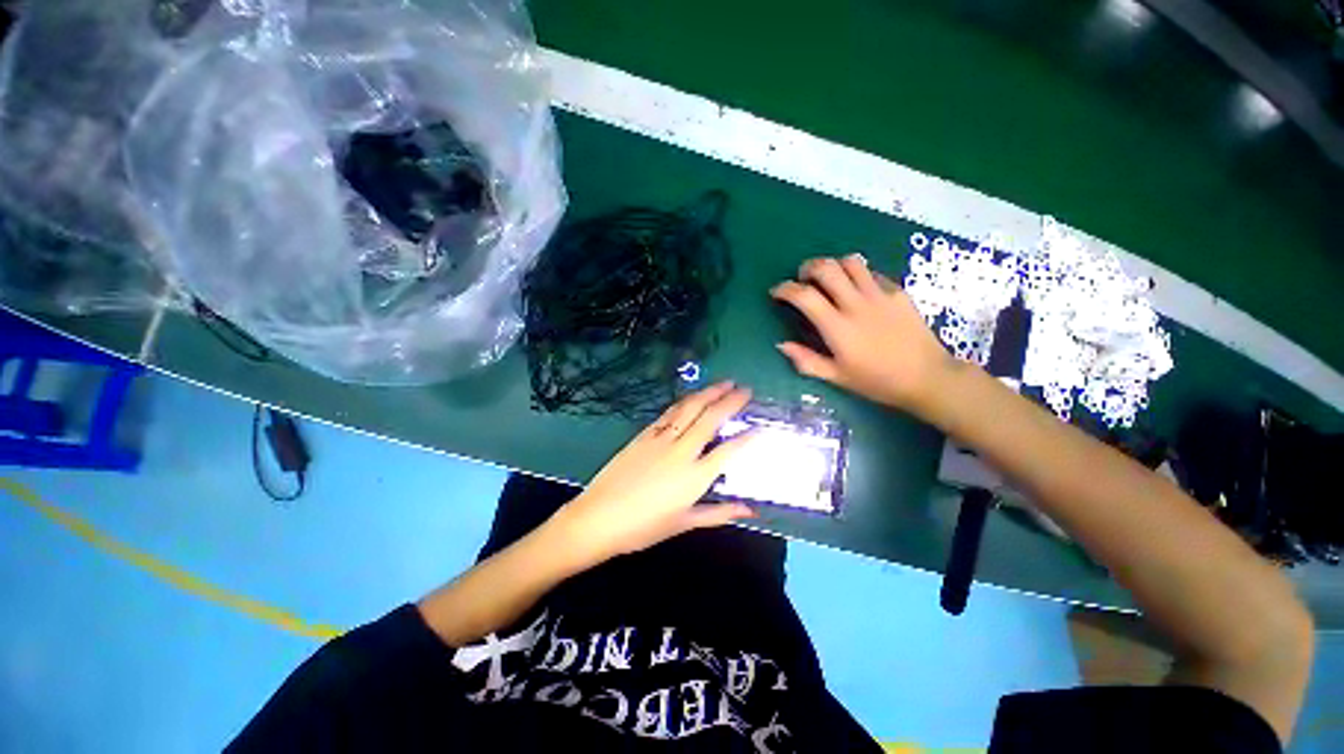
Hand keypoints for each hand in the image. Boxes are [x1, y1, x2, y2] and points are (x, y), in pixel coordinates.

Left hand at [551, 382, 757, 562]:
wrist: (598, 517)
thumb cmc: (644, 527)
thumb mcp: (685, 522)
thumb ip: (720, 513)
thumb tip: (750, 510)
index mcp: (695, 476)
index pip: (729, 451)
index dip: (747, 438)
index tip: (761, 427)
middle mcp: (681, 451)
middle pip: (711, 418)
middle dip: (730, 400)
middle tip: (745, 389)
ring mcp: (661, 438)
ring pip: (690, 408)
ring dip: (709, 393)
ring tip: (724, 383)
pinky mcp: (645, 434)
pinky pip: (670, 412)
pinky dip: (686, 401)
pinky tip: (693, 397)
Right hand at [771, 254, 954, 414]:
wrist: (927, 377)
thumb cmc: (877, 381)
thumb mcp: (837, 377)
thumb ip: (806, 360)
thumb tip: (781, 345)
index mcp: (838, 327)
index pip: (804, 296)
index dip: (785, 289)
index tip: (777, 291)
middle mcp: (856, 304)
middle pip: (826, 268)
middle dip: (807, 268)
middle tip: (802, 279)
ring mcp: (880, 295)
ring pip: (851, 262)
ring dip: (833, 265)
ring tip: (828, 278)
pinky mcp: (898, 292)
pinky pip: (872, 272)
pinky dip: (857, 274)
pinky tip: (856, 288)